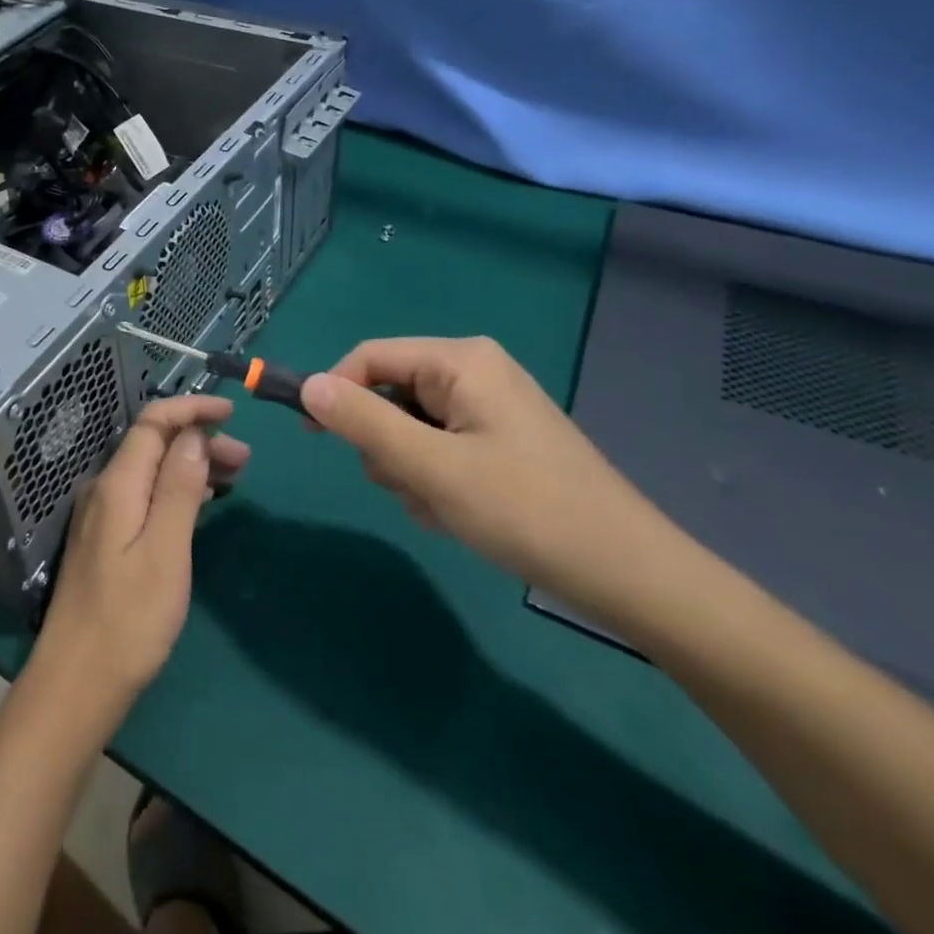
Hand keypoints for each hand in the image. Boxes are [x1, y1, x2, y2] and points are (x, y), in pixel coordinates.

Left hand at [34, 395, 248, 716]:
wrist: (77, 682)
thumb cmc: (129, 621)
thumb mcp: (165, 552)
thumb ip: (178, 489)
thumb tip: (194, 436)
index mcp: (117, 485)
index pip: (153, 423)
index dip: (191, 408)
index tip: (233, 412)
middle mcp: (105, 490)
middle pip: (153, 444)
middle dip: (199, 439)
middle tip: (246, 460)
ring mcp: (103, 515)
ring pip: (151, 470)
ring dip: (191, 464)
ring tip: (235, 478)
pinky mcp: (107, 539)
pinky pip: (146, 494)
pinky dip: (177, 489)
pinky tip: (200, 504)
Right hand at [300, 337, 675, 614]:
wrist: (628, 574)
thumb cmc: (526, 511)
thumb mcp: (432, 467)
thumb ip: (363, 422)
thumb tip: (306, 385)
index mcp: (460, 361)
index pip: (369, 358)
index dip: (333, 391)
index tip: (310, 436)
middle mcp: (472, 372)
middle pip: (388, 393)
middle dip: (386, 445)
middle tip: (412, 485)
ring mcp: (487, 407)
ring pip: (407, 427)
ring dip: (409, 470)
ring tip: (442, 505)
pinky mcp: (496, 439)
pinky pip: (436, 448)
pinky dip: (433, 480)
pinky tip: (460, 512)